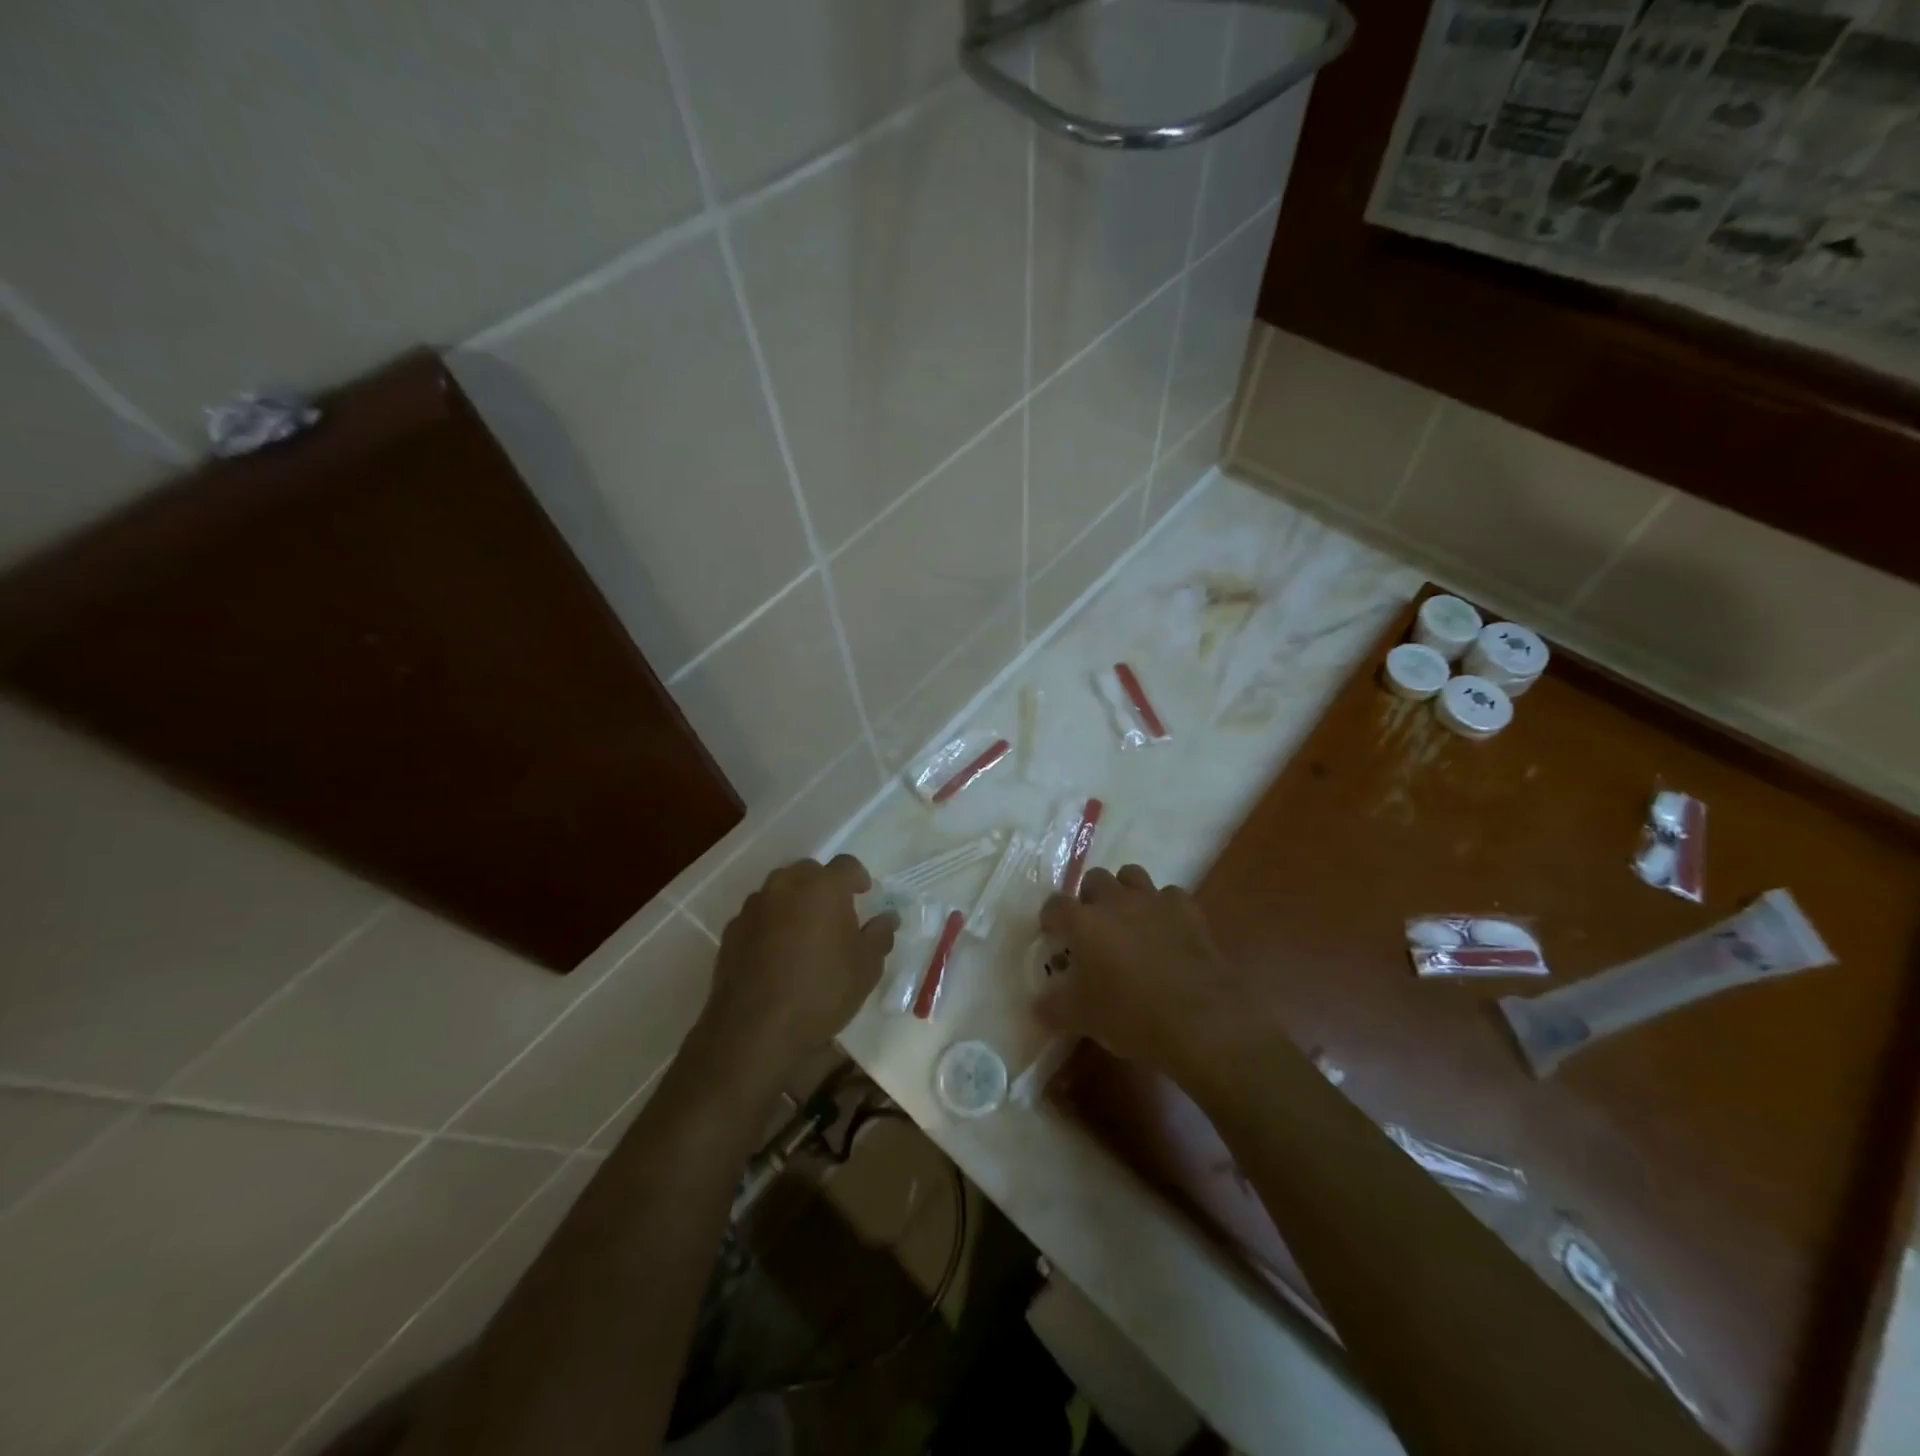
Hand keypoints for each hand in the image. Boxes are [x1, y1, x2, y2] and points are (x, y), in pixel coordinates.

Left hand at [696, 855, 897, 1089]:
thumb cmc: (822, 991)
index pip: (847, 865)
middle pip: (809, 872)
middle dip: (823, 886)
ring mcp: (754, 907)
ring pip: (779, 891)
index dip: (858, 878)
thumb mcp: (866, 967)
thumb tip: (887, 918)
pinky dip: (770, 925)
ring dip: (794, 903)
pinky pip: (758, 916)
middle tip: (835, 914)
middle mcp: (786, 885)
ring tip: (804, 934)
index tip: (864, 895)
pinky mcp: (731, 931)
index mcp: (823, 887)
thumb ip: (880, 934)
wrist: (755, 1030)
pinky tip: (776, 954)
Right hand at [1036, 865, 1267, 1087]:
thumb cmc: (1132, 1016)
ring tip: (1129, 922)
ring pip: (1132, 876)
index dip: (1051, 919)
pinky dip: (1164, 910)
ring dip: (1126, 893)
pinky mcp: (1188, 909)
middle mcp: (1115, 901)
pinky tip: (1167, 933)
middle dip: (1091, 897)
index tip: (1054, 935)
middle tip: (1094, 928)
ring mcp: (1154, 900)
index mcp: (1083, 922)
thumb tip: (1038, 1004)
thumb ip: (1053, 1007)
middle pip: (1095, 878)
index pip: (1055, 905)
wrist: (1201, 1019)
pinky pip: (1169, 896)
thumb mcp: (1082, 1019)